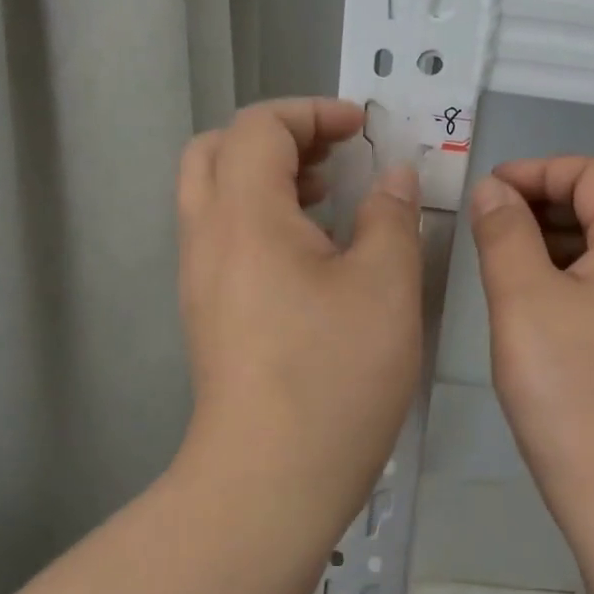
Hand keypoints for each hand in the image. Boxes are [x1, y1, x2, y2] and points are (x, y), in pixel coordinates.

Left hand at [177, 99, 423, 509]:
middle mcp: (208, 237)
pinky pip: (223, 234)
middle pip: (218, 149)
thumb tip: (394, 177)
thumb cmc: (334, 376)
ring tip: (329, 195)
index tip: (362, 129)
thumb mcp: (386, 286)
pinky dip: (262, 215)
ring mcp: (200, 278)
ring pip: (215, 192)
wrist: (269, 481)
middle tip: (333, 154)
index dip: (312, 112)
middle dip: (279, 136)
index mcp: (245, 216)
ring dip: (268, 175)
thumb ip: (391, 216)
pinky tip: (314, 251)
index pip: (259, 126)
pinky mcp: (208, 312)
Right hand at [468, 157, 593, 512]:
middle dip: (543, 203)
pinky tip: (531, 303)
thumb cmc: (569, 389)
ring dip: (552, 240)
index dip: (540, 171)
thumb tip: (494, 190)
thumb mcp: (523, 300)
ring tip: (501, 261)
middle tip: (487, 226)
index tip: (489, 192)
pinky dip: (568, 275)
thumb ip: (504, 232)